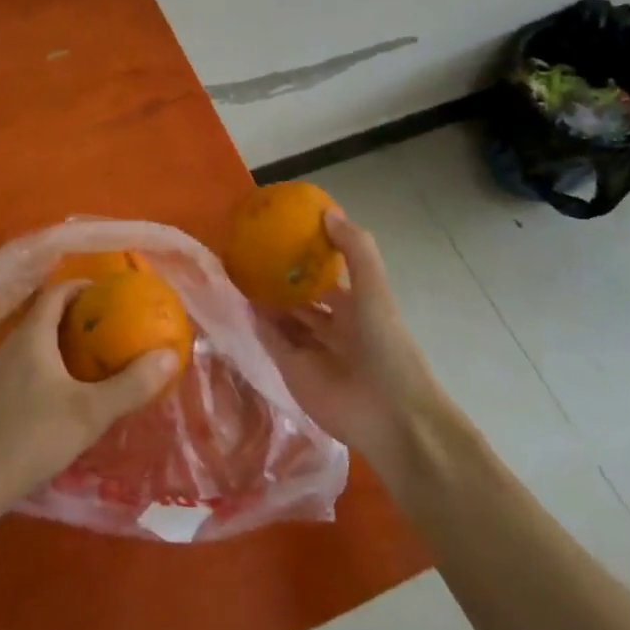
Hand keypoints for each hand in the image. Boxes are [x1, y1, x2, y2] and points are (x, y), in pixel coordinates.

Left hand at [0, 280, 178, 529]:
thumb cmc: (30, 437)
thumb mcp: (89, 413)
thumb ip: (130, 385)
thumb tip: (169, 354)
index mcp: (31, 336)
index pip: (56, 292)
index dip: (82, 285)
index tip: (108, 292)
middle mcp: (8, 346)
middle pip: (42, 317)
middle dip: (75, 317)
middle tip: (106, 329)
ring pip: (30, 345)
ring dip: (57, 345)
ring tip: (87, 362)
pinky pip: (19, 369)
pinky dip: (42, 369)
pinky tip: (55, 398)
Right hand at [258, 211, 465, 475]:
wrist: (391, 417)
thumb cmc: (387, 348)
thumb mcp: (374, 292)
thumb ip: (355, 251)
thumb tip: (327, 212)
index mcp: (356, 306)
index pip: (328, 275)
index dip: (310, 255)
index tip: (283, 232)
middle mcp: (333, 326)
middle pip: (302, 297)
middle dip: (282, 278)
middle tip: (251, 252)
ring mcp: (311, 349)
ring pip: (284, 318)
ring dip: (266, 299)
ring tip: (238, 271)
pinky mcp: (292, 370)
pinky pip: (271, 340)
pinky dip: (257, 323)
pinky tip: (240, 300)